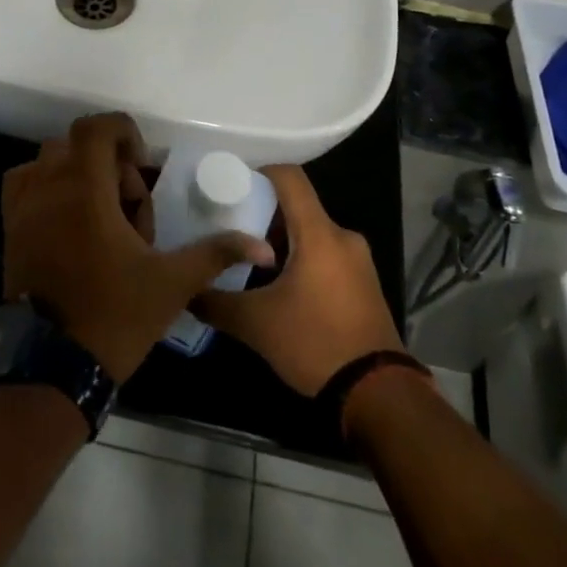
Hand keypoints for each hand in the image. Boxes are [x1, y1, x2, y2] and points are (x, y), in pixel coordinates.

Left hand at [2, 113, 274, 383]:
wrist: (51, 367)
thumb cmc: (114, 316)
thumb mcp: (171, 283)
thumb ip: (215, 254)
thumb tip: (263, 247)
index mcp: (86, 190)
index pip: (96, 128)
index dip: (123, 132)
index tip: (141, 165)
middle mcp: (48, 187)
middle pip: (76, 144)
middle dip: (108, 163)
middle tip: (129, 206)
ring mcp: (23, 207)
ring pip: (48, 162)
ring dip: (77, 174)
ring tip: (99, 214)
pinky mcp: (9, 228)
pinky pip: (23, 185)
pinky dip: (46, 188)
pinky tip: (69, 223)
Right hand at [193, 165, 403, 396]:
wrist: (379, 394)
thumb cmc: (315, 343)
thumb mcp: (256, 324)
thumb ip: (216, 302)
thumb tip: (187, 291)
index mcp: (318, 233)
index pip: (290, 178)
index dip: (260, 172)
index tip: (232, 184)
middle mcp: (342, 237)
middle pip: (299, 207)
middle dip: (264, 214)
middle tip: (231, 228)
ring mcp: (358, 261)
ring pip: (312, 233)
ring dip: (283, 241)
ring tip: (250, 260)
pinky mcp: (365, 284)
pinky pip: (327, 255)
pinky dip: (302, 259)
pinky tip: (280, 286)